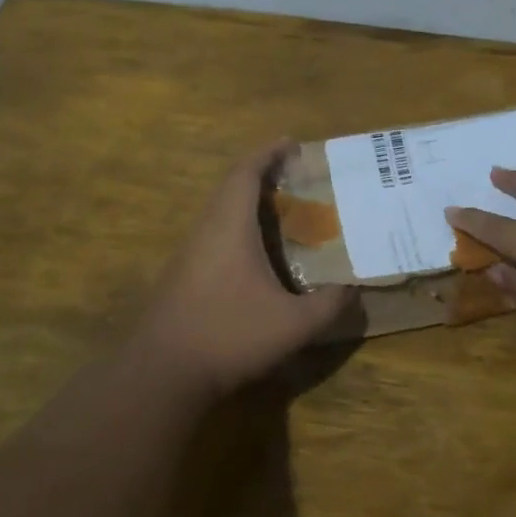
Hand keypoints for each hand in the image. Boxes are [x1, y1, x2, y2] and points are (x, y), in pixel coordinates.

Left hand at [135, 140, 354, 402]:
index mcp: (229, 227)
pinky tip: (259, 256)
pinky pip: (215, 236)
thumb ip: (329, 305)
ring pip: (220, 213)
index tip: (292, 143)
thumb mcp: (294, 324)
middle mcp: (206, 231)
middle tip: (296, 178)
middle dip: (262, 175)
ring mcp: (189, 255)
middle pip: (230, 187)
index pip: (246, 173)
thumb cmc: (229, 335)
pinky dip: (239, 229)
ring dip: (248, 204)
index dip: (268, 153)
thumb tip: (354, 288)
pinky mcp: (182, 278)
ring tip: (283, 212)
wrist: (161, 373)